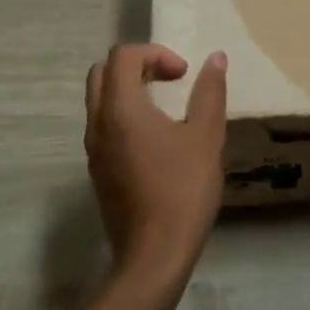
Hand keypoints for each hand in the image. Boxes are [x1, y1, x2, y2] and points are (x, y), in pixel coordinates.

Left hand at [84, 44, 227, 275]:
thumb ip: (210, 92)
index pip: (123, 56)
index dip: (155, 53)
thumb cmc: (183, 190)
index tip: (183, 74)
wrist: (154, 256)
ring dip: (129, 90)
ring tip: (166, 106)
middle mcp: (98, 124)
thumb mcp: (206, 136)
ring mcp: (93, 150)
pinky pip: (104, 125)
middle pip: (102, 72)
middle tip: (170, 80)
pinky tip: (157, 139)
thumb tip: (216, 58)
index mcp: (121, 109)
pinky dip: (125, 114)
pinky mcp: (98, 171)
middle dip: (137, 65)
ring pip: (100, 100)